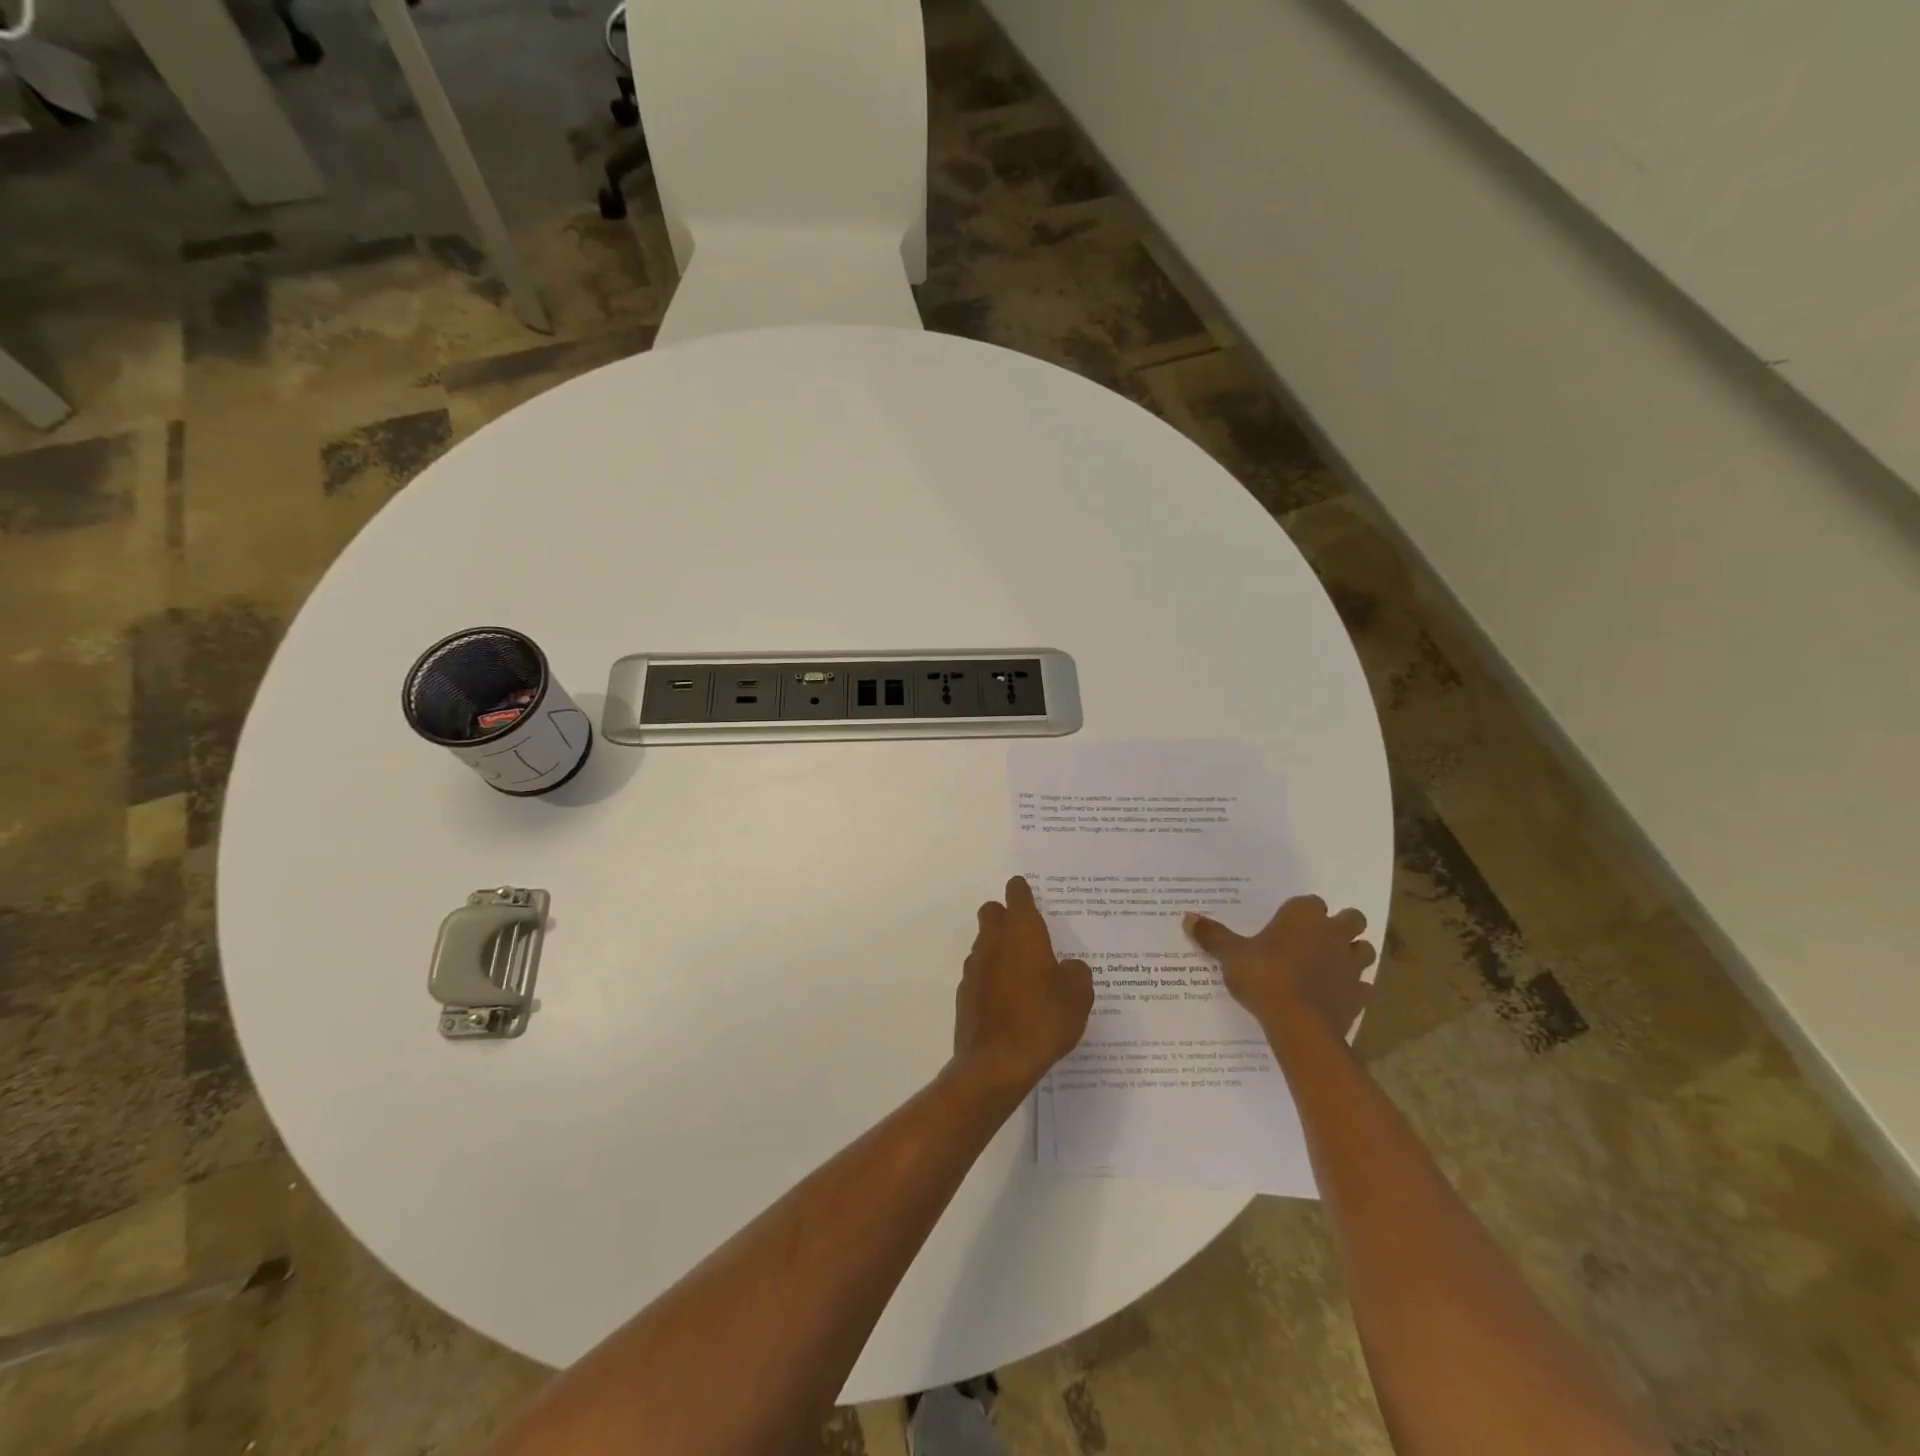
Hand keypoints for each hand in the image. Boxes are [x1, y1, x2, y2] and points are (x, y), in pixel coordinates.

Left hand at [954, 877, 1093, 1094]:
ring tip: (1023, 973)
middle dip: (1006, 916)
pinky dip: (992, 979)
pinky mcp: (965, 995)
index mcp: (1021, 932)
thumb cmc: (1043, 1020)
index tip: (1028, 892)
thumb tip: (1068, 967)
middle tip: (1028, 933)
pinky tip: (1009, 1001)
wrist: (997, 1063)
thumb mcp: (1078, 996)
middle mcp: (993, 942)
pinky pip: (980, 975)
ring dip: (999, 949)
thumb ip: (1076, 973)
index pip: (1017, 896)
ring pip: (984, 944)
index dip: (1023, 891)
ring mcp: (974, 968)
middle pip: (992, 913)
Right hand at [1183, 896, 1376, 1039]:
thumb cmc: (1264, 977)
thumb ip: (1213, 936)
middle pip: (1351, 918)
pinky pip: (1363, 986)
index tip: (1287, 924)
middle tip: (1317, 939)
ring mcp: (1351, 964)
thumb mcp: (1231, 955)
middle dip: (1340, 926)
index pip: (1310, 902)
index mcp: (1304, 915)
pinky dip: (1354, 989)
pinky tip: (1336, 995)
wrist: (1299, 1025)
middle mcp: (1333, 933)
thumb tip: (1188, 918)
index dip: (1301, 912)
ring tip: (1330, 965)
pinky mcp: (1360, 995)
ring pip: (1364, 950)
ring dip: (1352, 954)